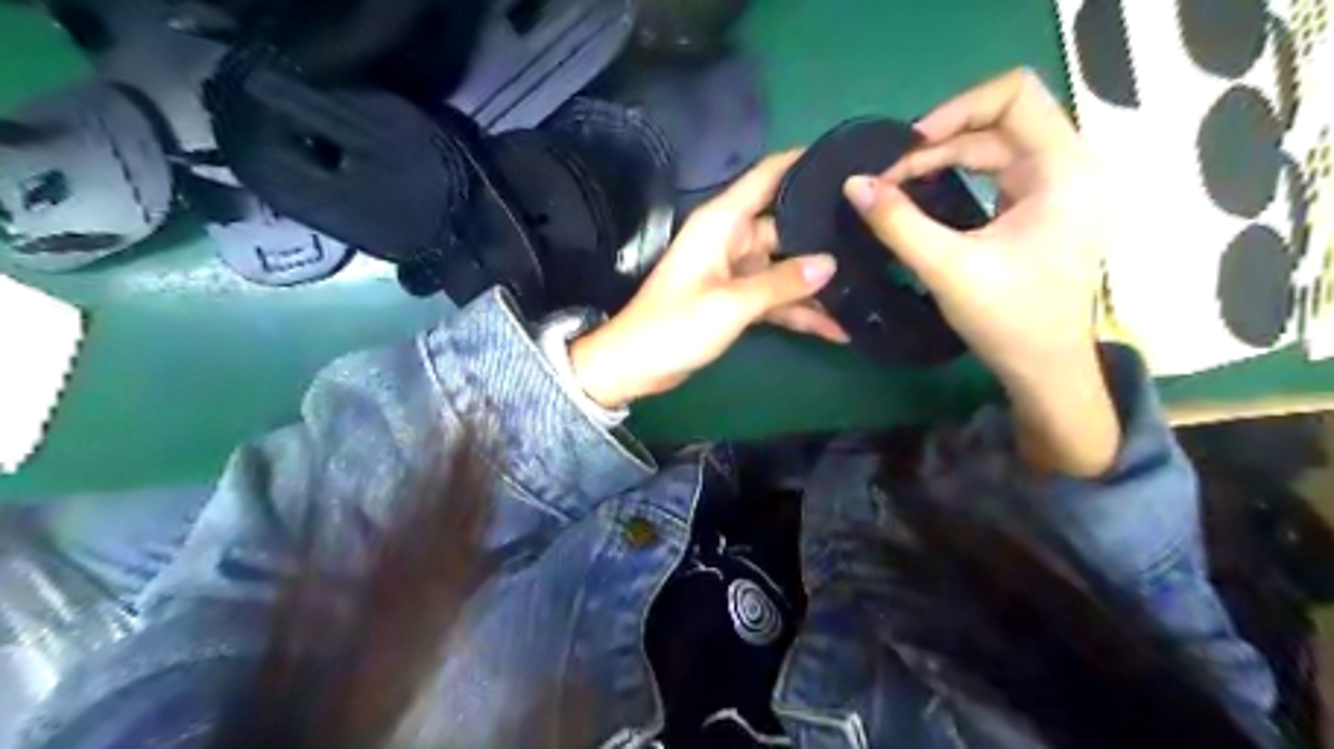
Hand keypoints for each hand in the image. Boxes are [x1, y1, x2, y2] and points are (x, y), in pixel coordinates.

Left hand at [569, 152, 842, 407]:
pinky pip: (777, 298)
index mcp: (724, 222)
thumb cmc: (676, 325)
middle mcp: (733, 238)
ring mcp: (737, 270)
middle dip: (827, 234)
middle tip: (879, 233)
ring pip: (787, 267)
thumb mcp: (732, 303)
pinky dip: (801, 311)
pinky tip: (838, 327)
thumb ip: (782, 282)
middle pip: (788, 224)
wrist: (638, 365)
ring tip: (869, 286)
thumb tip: (831, 263)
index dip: (806, 161)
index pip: (769, 175)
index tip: (851, 156)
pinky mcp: (739, 299)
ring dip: (818, 283)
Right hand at [849, 70, 1116, 478]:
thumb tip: (853, 184)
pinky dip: (959, 175)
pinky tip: (927, 192)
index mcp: (1063, 169)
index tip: (910, 145)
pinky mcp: (1043, 207)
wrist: (1046, 367)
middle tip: (890, 174)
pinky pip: (998, 170)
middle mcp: (1069, 166)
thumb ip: (897, 222)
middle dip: (939, 141)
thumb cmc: (1009, 317)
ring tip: (899, 183)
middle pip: (999, 120)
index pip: (1013, 95)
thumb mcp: (947, 267)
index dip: (956, 108)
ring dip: (944, 159)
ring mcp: (1059, 186)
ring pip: (995, 145)